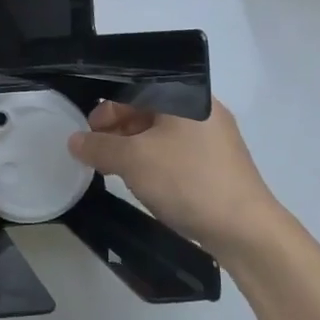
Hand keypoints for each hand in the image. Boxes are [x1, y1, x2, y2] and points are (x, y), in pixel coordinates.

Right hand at [68, 99, 284, 256]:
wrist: (245, 229)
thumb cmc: (186, 181)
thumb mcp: (133, 160)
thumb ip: (99, 146)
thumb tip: (74, 141)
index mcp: (186, 97)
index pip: (135, 89)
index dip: (106, 109)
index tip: (88, 134)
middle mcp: (202, 110)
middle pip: (148, 109)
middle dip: (117, 130)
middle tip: (97, 153)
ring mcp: (213, 138)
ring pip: (162, 133)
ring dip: (133, 148)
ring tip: (114, 169)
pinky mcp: (218, 164)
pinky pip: (176, 152)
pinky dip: (153, 161)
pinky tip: (143, 182)